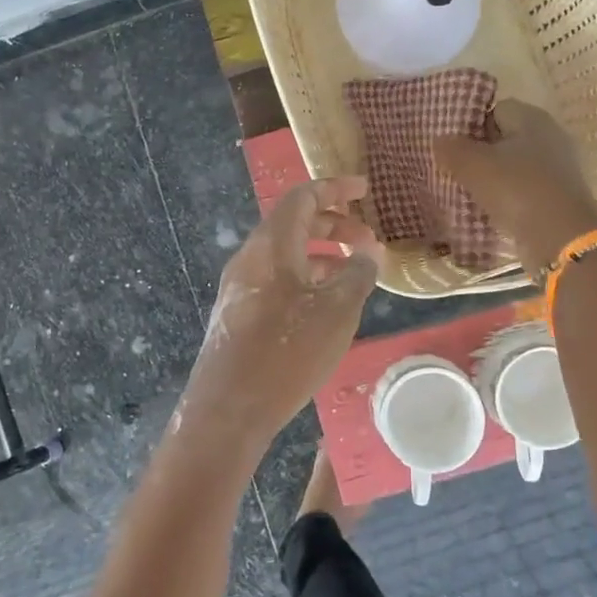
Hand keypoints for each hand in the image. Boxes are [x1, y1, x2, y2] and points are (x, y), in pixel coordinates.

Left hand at [180, 177, 384, 447]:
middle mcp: (250, 257)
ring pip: (285, 254)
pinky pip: (275, 279)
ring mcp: (239, 286)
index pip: (302, 197)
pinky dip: (305, 277)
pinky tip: (325, 304)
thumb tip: (368, 253)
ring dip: (321, 254)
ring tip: (353, 273)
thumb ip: (357, 275)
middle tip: (368, 239)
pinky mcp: (237, 312)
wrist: (228, 408)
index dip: (335, 188)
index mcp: (271, 245)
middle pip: (293, 223)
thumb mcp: (337, 312)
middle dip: (333, 225)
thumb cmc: (286, 353)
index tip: (365, 190)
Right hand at [434, 101, 596, 277]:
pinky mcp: (559, 199)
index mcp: (533, 118)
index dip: (472, 124)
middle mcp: (550, 138)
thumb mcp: (473, 165)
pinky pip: (524, 192)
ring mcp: (558, 170)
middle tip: (454, 170)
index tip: (452, 145)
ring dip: (493, 180)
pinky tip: (488, 213)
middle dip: (481, 154)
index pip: (496, 110)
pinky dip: (507, 201)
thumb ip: (452, 148)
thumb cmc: (516, 189)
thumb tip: (441, 140)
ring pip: (514, 168)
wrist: (561, 239)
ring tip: (466, 194)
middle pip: (506, 140)